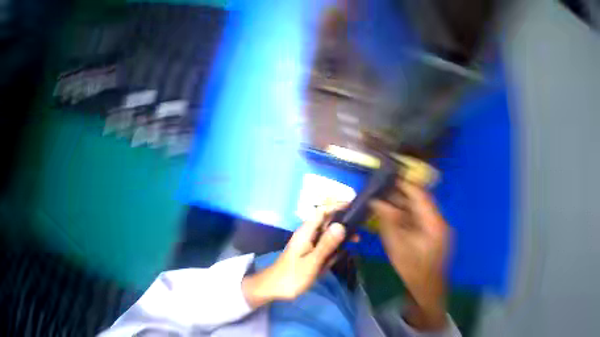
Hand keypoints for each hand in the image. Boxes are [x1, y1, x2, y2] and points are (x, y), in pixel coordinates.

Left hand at [242, 206, 345, 307]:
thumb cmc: (292, 275)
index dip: (335, 206)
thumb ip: (326, 244)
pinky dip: (334, 244)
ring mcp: (309, 238)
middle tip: (358, 229)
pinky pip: (324, 241)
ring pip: (327, 231)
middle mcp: (308, 230)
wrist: (276, 286)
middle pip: (326, 220)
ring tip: (355, 239)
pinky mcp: (310, 246)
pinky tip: (342, 251)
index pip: (322, 211)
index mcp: (307, 229)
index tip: (351, 206)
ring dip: (340, 234)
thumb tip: (341, 226)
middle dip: (341, 221)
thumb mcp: (312, 262)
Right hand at [371, 181, 449, 330]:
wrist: (423, 289)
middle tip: (379, 185)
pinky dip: (398, 209)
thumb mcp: (396, 242)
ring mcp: (431, 225)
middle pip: (416, 199)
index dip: (404, 183)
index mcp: (433, 223)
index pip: (420, 195)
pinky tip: (385, 208)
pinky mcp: (425, 230)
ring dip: (396, 200)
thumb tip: (375, 199)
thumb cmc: (411, 267)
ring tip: (379, 194)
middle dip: (397, 191)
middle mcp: (435, 220)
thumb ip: (387, 218)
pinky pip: (411, 214)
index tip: (388, 175)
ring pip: (413, 206)